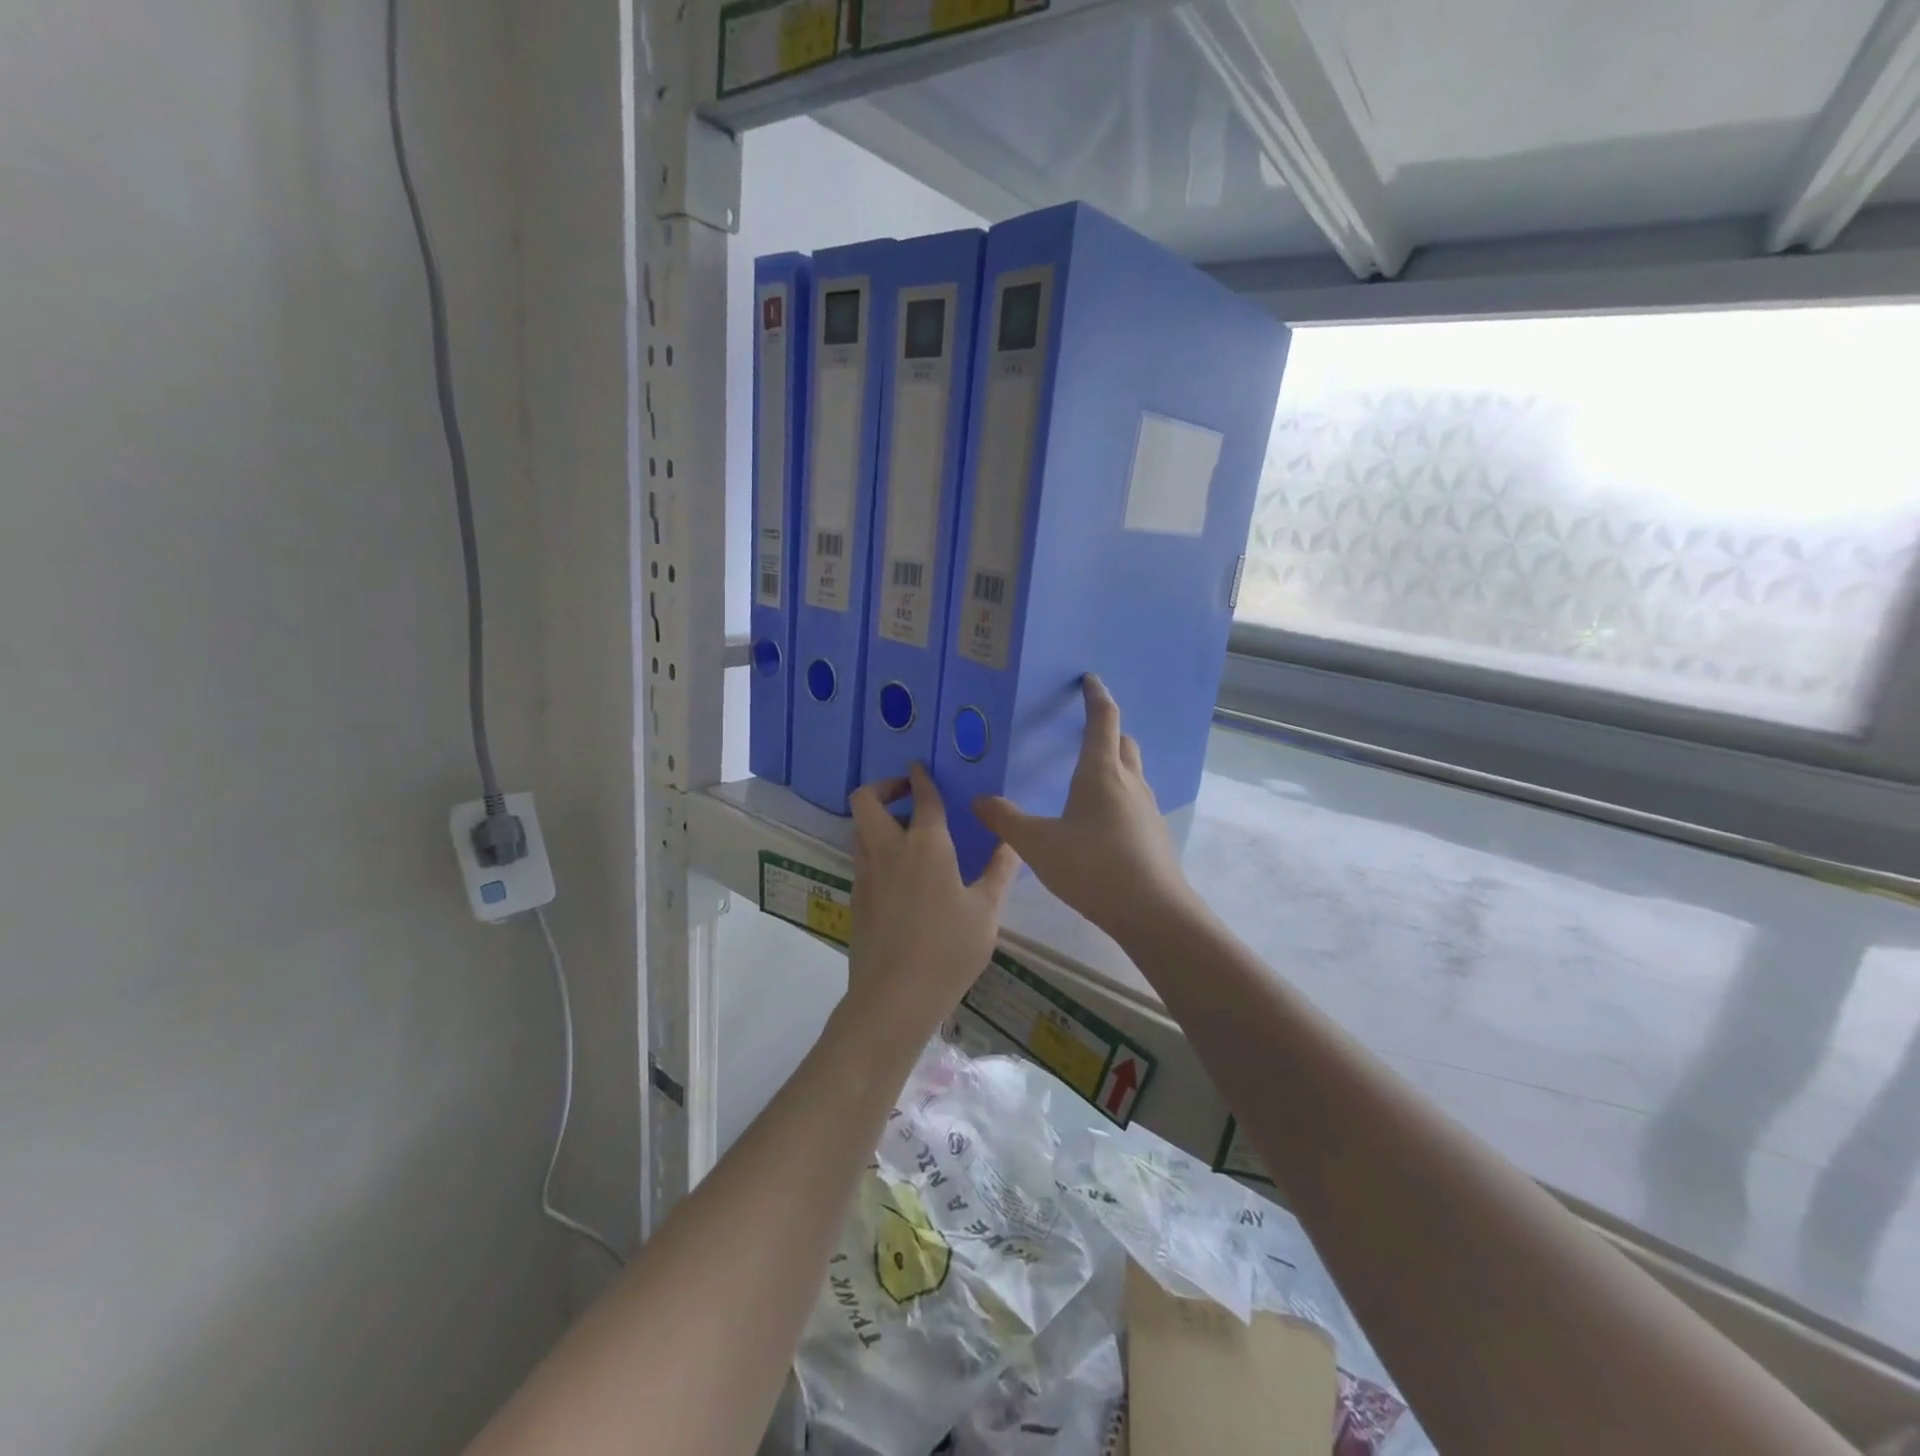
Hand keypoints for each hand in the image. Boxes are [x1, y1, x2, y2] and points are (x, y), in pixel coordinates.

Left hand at [847, 763, 1020, 1035]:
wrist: (894, 998)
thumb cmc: (948, 950)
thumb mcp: (986, 912)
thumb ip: (999, 871)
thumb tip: (1011, 841)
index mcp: (926, 845)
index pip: (922, 797)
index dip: (921, 777)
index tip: (920, 767)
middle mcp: (889, 850)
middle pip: (866, 800)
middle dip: (883, 786)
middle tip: (907, 794)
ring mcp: (866, 874)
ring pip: (859, 829)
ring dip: (877, 818)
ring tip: (906, 832)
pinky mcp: (856, 898)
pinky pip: (862, 857)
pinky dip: (876, 848)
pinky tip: (901, 874)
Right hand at [973, 675, 1198, 941]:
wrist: (1153, 912)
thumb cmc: (1093, 867)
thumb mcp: (1038, 845)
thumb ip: (1006, 821)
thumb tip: (977, 800)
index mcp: (1101, 772)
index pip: (1103, 720)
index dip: (1096, 697)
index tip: (1089, 680)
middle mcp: (1129, 782)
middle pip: (1124, 742)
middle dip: (1107, 731)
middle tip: (1084, 733)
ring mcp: (1147, 808)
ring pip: (1132, 772)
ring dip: (1115, 764)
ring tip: (1088, 777)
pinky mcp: (1154, 833)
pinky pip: (1135, 800)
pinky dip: (1119, 795)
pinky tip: (1100, 821)